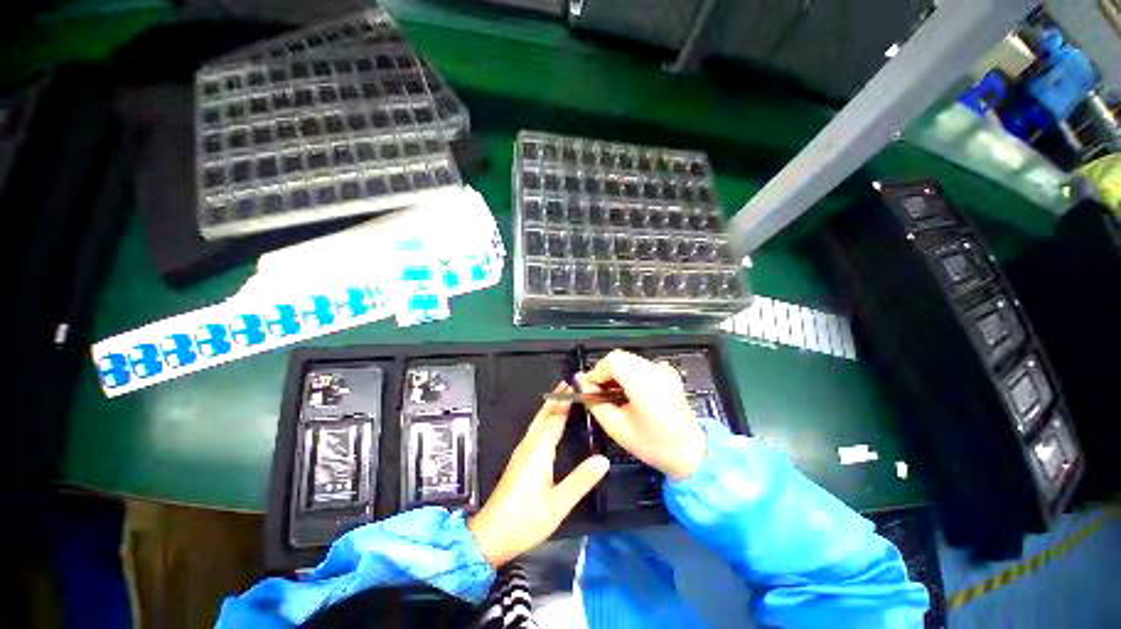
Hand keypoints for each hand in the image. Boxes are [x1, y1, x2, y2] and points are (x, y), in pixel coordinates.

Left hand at [468, 383, 609, 567]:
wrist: (490, 535)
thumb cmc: (525, 519)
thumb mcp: (558, 504)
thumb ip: (580, 481)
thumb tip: (603, 460)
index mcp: (539, 450)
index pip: (555, 419)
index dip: (564, 403)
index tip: (573, 387)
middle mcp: (529, 445)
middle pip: (543, 416)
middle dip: (554, 399)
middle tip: (566, 384)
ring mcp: (521, 452)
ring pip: (536, 422)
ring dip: (548, 407)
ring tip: (559, 397)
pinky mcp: (518, 460)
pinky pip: (533, 430)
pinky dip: (543, 419)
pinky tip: (546, 424)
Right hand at [578, 350, 706, 479]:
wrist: (691, 454)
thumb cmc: (653, 445)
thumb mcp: (617, 428)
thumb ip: (595, 403)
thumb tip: (581, 383)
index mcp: (645, 384)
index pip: (613, 361)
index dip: (596, 372)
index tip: (589, 389)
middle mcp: (656, 370)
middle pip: (620, 357)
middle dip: (604, 371)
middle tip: (597, 392)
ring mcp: (663, 370)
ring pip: (628, 359)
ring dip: (615, 372)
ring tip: (611, 393)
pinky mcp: (667, 373)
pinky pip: (640, 365)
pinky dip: (627, 373)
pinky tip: (627, 392)